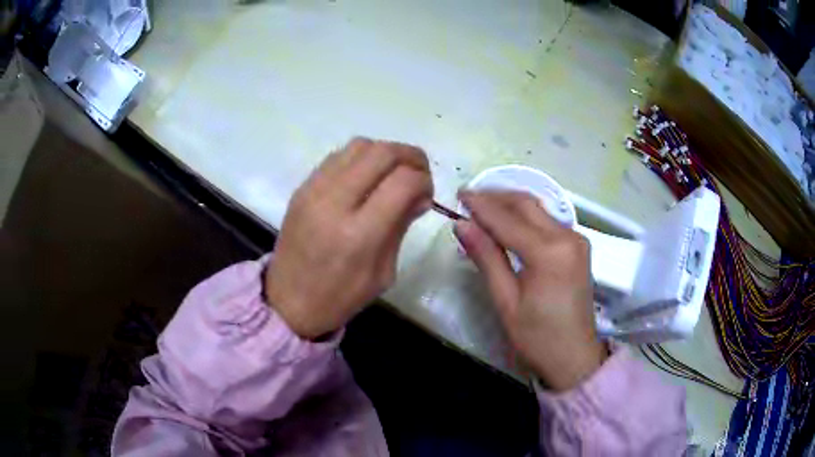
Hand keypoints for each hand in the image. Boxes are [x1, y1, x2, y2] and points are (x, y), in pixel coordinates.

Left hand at [265, 138, 432, 339]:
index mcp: (359, 234)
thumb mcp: (383, 273)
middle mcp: (335, 202)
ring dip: (385, 153)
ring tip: (393, 173)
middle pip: (382, 153)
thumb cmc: (340, 297)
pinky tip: (366, 177)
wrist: (287, 301)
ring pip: (360, 145)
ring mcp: (314, 190)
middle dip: (410, 156)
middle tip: (418, 174)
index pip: (403, 182)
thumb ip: (401, 226)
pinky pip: (338, 156)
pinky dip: (361, 158)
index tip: (426, 195)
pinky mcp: (302, 187)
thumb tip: (419, 194)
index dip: (424, 181)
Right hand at [455, 191, 607, 390]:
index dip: (480, 205)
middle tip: (468, 197)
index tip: (457, 194)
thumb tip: (461, 224)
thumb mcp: (506, 300)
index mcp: (549, 252)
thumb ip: (486, 257)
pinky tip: (508, 222)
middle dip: (496, 196)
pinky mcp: (579, 246)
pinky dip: (526, 217)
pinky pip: (548, 221)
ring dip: (511, 204)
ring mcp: (577, 239)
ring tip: (483, 206)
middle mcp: (567, 236)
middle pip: (526, 204)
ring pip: (539, 209)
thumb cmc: (537, 337)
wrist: (574, 358)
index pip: (507, 219)